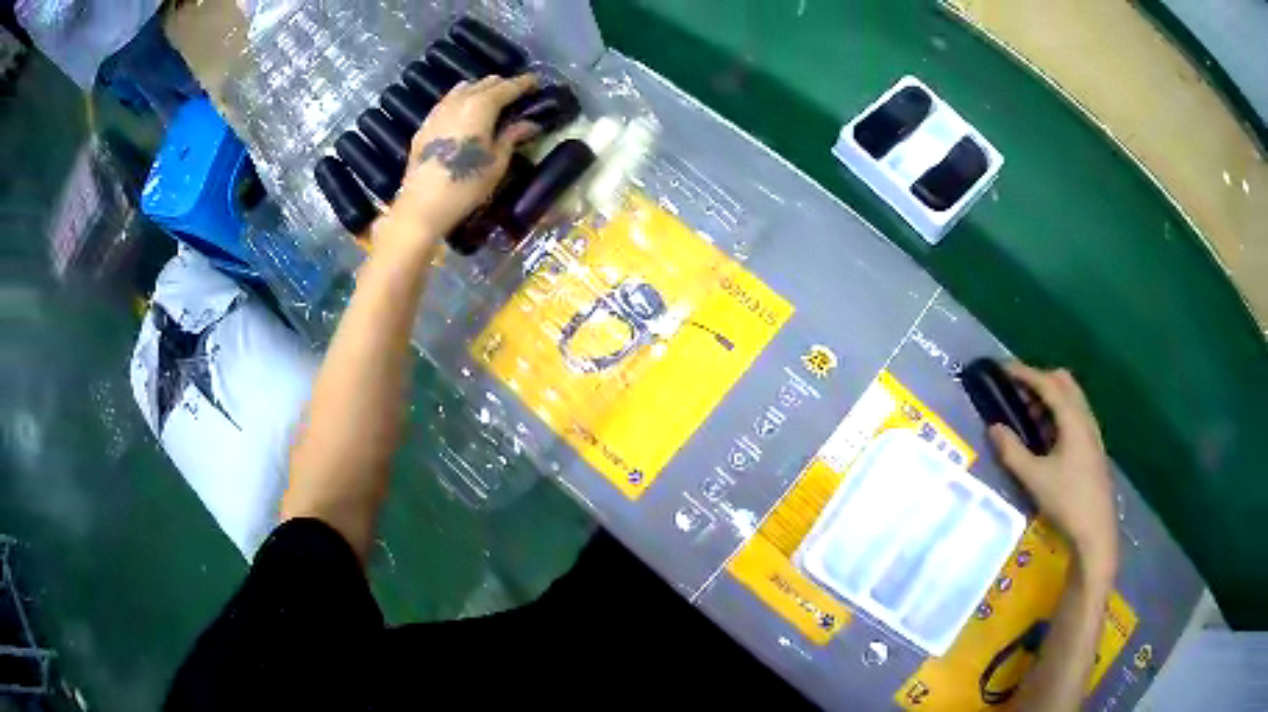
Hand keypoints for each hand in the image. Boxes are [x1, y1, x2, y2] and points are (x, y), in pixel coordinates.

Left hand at [376, 74, 539, 257]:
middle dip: (504, 85)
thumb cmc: (465, 185)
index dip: (525, 83)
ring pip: (464, 89)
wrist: (422, 206)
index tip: (537, 83)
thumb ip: (512, 136)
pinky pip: (447, 103)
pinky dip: (461, 102)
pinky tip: (465, 115)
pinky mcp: (425, 126)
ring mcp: (438, 111)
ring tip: (492, 103)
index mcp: (481, 105)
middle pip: (486, 83)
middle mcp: (459, 101)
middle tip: (518, 96)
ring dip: (481, 91)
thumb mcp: (497, 162)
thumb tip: (530, 123)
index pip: (509, 86)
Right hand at [988, 362, 1118, 579]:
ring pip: (1071, 398)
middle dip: (1039, 380)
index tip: (1003, 369)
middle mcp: (1085, 418)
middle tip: (1017, 391)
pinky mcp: (1093, 446)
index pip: (1047, 384)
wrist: (1096, 530)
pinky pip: (1075, 415)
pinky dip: (1058, 412)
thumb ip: (1012, 451)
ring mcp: (1092, 432)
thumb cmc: (1066, 501)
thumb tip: (994, 428)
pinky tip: (1047, 436)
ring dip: (1049, 397)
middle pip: (1063, 383)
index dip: (1024, 373)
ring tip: (1028, 415)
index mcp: (1072, 420)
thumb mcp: (1034, 479)